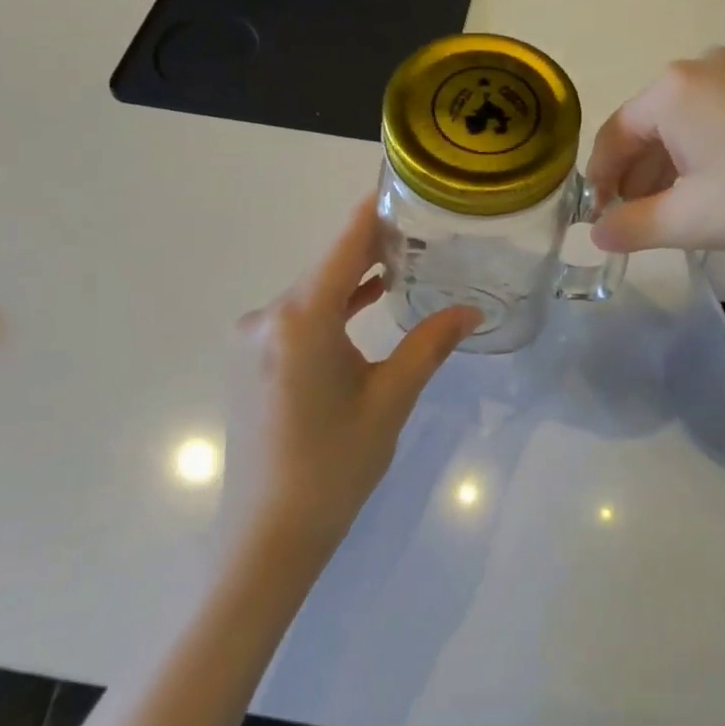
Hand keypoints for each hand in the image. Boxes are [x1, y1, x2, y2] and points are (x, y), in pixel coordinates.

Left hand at [236, 199, 479, 549]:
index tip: (409, 187)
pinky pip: (299, 317)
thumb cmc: (334, 465)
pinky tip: (368, 302)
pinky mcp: (251, 360)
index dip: (376, 211)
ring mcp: (253, 338)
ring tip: (409, 262)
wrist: (267, 538)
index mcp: (301, 317)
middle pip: (329, 265)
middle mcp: (268, 316)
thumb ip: (430, 343)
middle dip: (376, 247)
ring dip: (356, 278)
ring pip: (314, 292)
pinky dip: (334, 307)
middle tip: (428, 231)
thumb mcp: (390, 399)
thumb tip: (473, 310)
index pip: (345, 242)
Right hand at [587, 49, 724, 257]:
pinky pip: (712, 119)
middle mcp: (699, 68)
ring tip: (671, 213)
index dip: (599, 181)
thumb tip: (596, 235)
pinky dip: (699, 154)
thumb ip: (631, 228)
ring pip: (681, 125)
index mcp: (670, 90)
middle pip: (647, 127)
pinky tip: (710, 190)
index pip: (614, 136)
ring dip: (667, 169)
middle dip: (636, 177)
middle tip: (635, 222)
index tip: (598, 219)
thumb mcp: (690, 221)